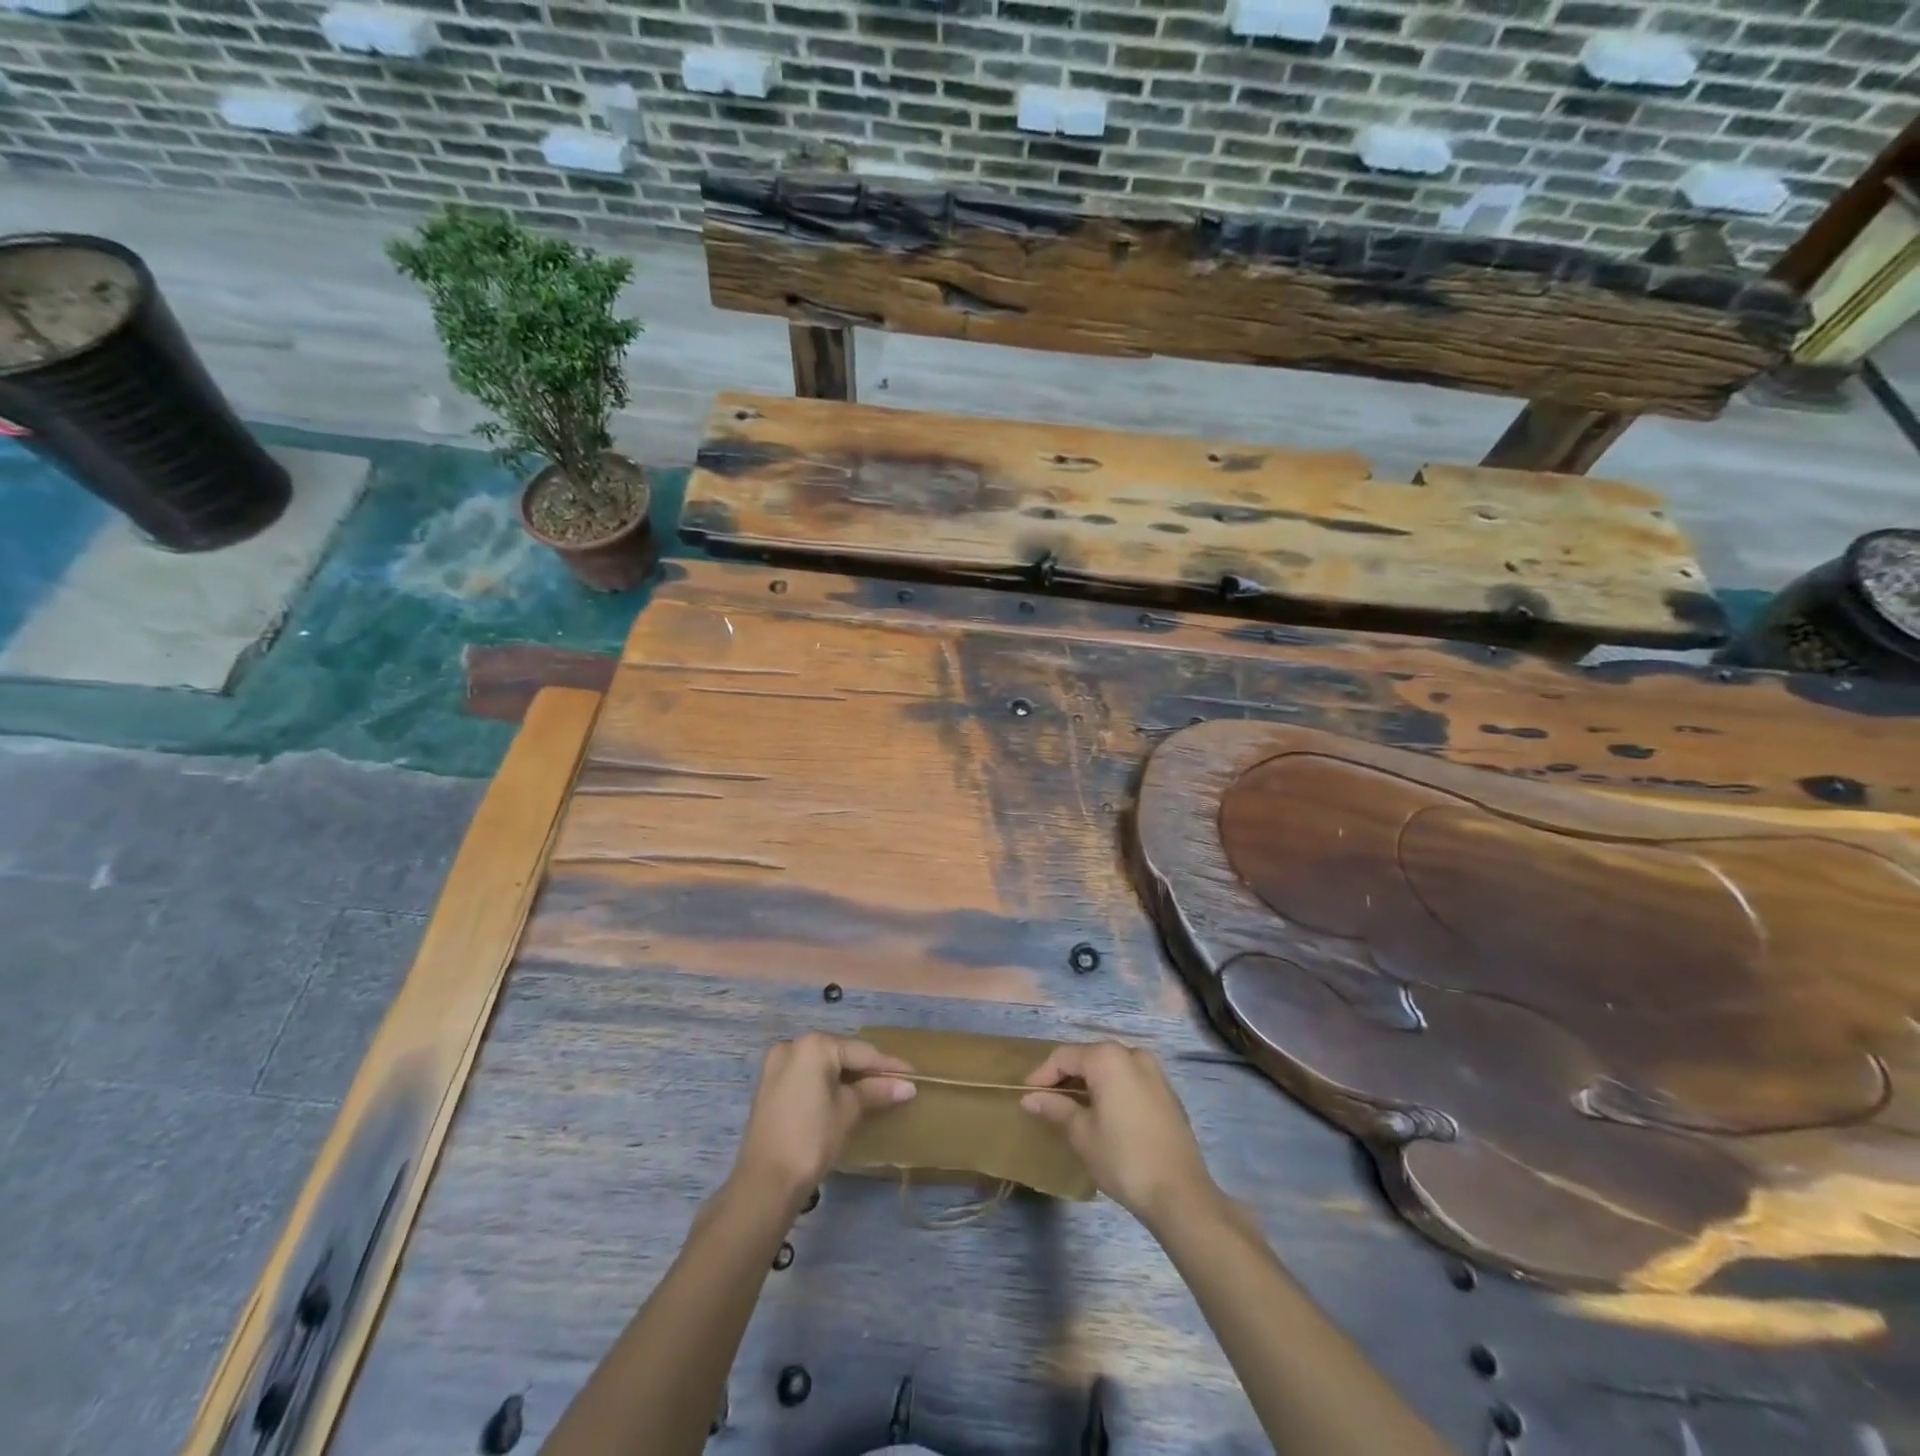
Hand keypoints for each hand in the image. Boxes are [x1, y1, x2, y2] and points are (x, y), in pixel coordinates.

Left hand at [732, 1033, 915, 1206]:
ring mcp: (776, 1064)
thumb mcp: (849, 1111)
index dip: (889, 1065)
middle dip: (866, 1069)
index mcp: (814, 1045)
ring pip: (822, 1065)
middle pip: (840, 1054)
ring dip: (846, 1076)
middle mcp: (792, 1045)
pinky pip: (806, 1076)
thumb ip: (877, 1091)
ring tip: (874, 1089)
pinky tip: (843, 1095)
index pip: (861, 1052)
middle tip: (894, 1082)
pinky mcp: (768, 1085)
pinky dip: (825, 1083)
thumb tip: (907, 1086)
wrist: (765, 1182)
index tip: (913, 1074)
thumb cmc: (812, 1139)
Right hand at [1021, 1041, 1218, 1226]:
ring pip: (1111, 1067)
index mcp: (1108, 1058)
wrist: (1180, 1193)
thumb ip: (1055, 1108)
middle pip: (1089, 1057)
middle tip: (1047, 1099)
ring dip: (1090, 1082)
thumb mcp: (1081, 1134)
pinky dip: (1112, 1089)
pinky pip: (1130, 1080)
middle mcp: (1132, 1054)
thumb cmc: (1123, 1158)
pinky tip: (1104, 1112)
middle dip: (1066, 1076)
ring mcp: (1154, 1072)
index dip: (1042, 1074)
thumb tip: (1030, 1098)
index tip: (1026, 1094)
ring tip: (1073, 1106)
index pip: (1064, 1057)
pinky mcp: (1167, 1092)